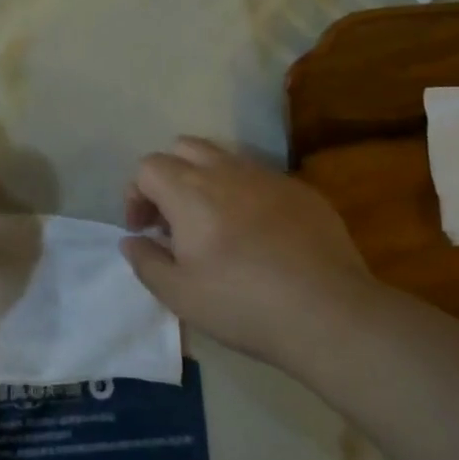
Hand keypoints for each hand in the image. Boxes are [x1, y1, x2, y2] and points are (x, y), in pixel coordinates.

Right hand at [122, 137, 375, 373]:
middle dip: (169, 175)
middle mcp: (226, 171)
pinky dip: (245, 194)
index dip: (136, 195)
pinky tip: (258, 235)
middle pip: (184, 147)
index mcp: (189, 191)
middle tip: (173, 218)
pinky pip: (261, 178)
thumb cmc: (242, 304)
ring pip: (225, 158)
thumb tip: (131, 240)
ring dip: (207, 180)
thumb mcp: (179, 294)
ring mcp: (268, 177)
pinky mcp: (301, 191)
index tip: (144, 230)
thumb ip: (145, 261)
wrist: (328, 312)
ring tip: (214, 224)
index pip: (148, 166)